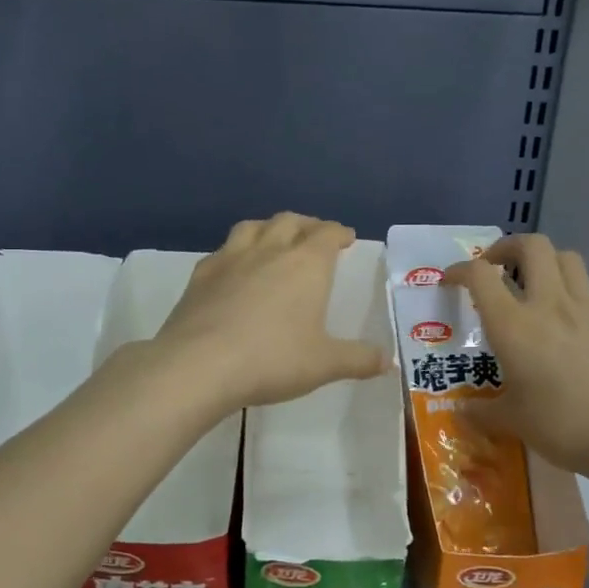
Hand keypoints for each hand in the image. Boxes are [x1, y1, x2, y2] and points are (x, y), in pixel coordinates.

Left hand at [155, 214, 392, 410]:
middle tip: (314, 236)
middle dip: (306, 224)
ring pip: (252, 227)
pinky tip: (234, 269)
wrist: (199, 365)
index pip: (327, 233)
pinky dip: (235, 252)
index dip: (338, 232)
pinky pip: (222, 251)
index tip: (345, 237)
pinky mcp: (200, 276)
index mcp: (306, 264)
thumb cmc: (272, 360)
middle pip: (290, 221)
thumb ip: (358, 359)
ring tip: (274, 240)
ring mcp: (230, 259)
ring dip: (269, 228)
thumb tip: (389, 361)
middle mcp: (269, 251)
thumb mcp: (324, 364)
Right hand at [445, 233, 588, 482]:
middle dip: (508, 247)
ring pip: (566, 257)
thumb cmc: (561, 425)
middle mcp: (548, 304)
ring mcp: (587, 309)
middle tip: (496, 267)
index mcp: (513, 324)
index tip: (451, 281)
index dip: (461, 270)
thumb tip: (462, 412)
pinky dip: (574, 296)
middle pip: (532, 245)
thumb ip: (482, 412)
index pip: (480, 275)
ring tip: (534, 284)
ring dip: (545, 261)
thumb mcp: (513, 421)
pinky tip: (570, 323)